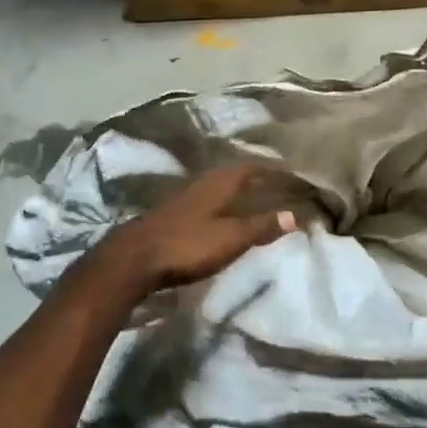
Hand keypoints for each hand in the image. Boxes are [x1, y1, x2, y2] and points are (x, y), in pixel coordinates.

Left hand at [93, 165, 296, 299]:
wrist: (133, 260)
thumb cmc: (187, 245)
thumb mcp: (231, 238)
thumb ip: (261, 226)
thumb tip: (294, 215)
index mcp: (218, 184)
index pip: (249, 168)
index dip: (269, 170)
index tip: (288, 172)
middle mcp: (201, 184)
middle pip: (231, 175)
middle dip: (252, 177)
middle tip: (272, 183)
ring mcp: (182, 200)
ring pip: (215, 188)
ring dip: (233, 191)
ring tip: (250, 199)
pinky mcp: (170, 216)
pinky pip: (204, 202)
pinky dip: (219, 205)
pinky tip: (220, 217)